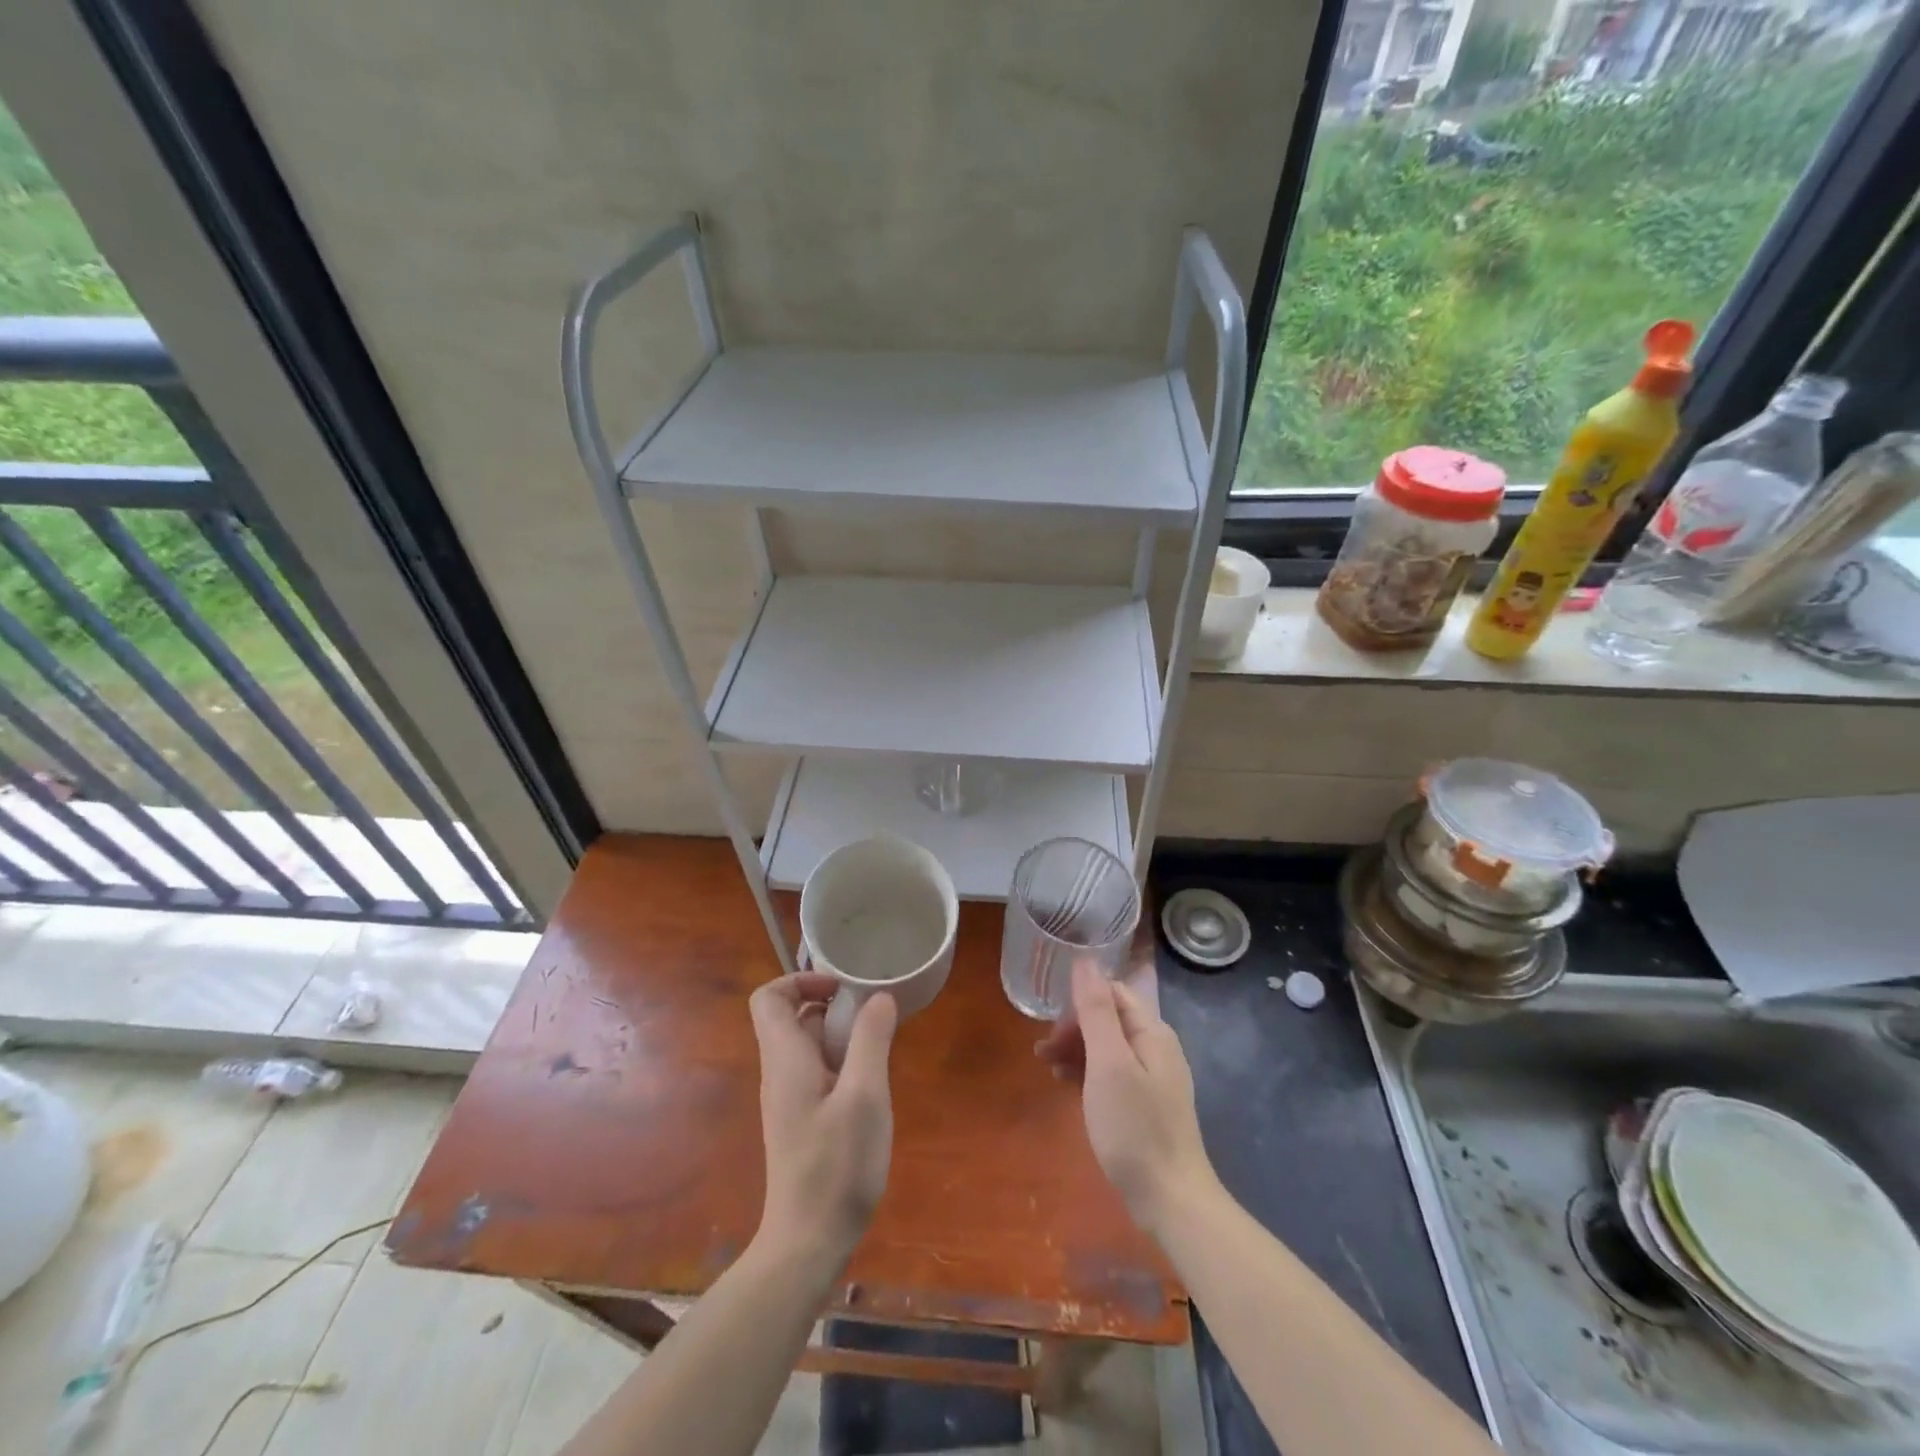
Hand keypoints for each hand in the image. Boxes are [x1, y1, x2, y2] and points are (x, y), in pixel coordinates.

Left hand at [748, 973, 897, 1271]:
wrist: (808, 1244)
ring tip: (879, 1048)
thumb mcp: (865, 1096)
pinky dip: (842, 1063)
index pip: (768, 998)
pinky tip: (871, 1086)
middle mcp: (780, 1072)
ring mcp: (789, 1099)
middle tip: (873, 1016)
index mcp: (785, 1059)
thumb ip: (871, 1040)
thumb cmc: (836, 1166)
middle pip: (793, 1018)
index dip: (800, 981)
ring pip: (809, 1046)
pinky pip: (817, 1072)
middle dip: (832, 1006)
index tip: (842, 988)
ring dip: (842, 1036)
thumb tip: (878, 997)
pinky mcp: (802, 1121)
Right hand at [1037, 962, 1214, 1236]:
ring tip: (1046, 1067)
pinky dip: (1086, 1072)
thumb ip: (1097, 1010)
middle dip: (1074, 1027)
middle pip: (1109, 1019)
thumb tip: (1085, 960)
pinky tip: (1066, 1086)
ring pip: (1107, 1047)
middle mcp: (1156, 1048)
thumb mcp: (1109, 1064)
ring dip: (1075, 1050)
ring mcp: (1153, 1078)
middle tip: (1043, 1052)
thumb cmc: (1135, 1127)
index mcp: (1152, 1032)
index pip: (1113, 993)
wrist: (1171, 1200)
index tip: (1052, 1026)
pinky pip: (1111, 1073)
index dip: (1080, 1002)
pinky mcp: (1145, 1105)